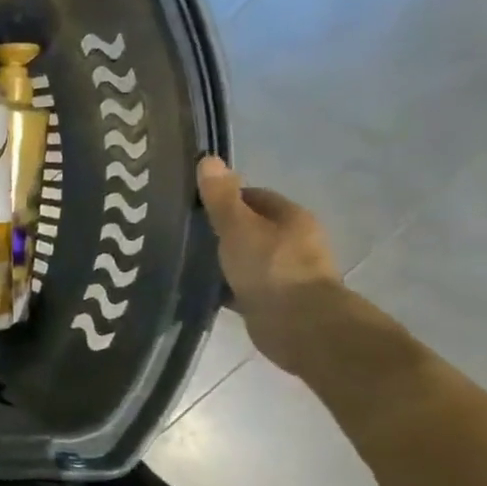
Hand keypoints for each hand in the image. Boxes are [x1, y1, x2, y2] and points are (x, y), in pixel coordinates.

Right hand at [196, 155, 344, 377]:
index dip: (225, 198)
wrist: (300, 326)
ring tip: (188, 260)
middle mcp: (294, 242)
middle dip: (223, 230)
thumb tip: (209, 159)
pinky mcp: (276, 301)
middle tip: (186, 233)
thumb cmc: (270, 268)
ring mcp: (286, 273)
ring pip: (248, 258)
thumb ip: (221, 197)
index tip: (195, 206)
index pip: (255, 197)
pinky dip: (227, 286)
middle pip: (252, 227)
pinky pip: (245, 286)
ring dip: (225, 259)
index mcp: (291, 217)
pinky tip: (202, 288)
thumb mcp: (238, 226)